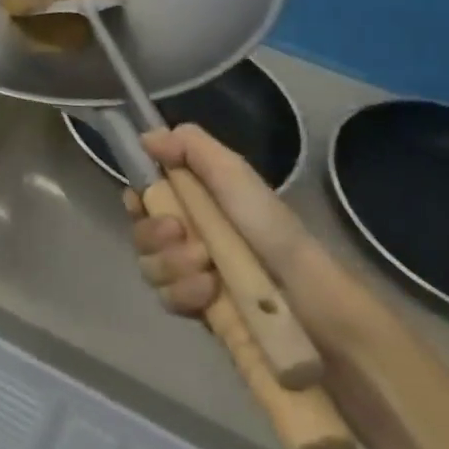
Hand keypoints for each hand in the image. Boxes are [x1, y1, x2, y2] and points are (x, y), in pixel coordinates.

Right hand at [123, 123, 312, 315]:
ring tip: (207, 268)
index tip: (141, 200)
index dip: (136, 200)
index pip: (145, 198)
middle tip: (181, 233)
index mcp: (195, 203)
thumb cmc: (271, 230)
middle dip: (154, 234)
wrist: (311, 301)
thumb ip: (191, 146)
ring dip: (172, 264)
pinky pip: (168, 299)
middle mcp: (187, 237)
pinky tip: (210, 292)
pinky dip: (185, 293)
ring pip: (150, 267)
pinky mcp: (198, 312)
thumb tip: (145, 136)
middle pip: (141, 233)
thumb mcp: (234, 175)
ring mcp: (191, 277)